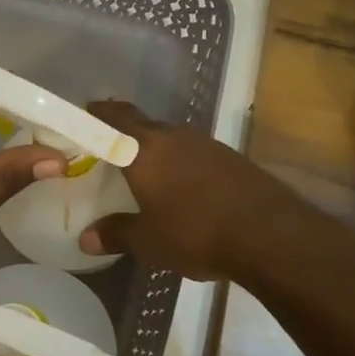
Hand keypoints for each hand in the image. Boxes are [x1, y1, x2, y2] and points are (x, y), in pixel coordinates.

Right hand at [76, 100, 307, 281]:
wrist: (269, 235)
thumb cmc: (195, 233)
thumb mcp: (148, 242)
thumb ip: (116, 234)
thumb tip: (86, 238)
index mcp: (145, 150)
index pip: (114, 119)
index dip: (97, 114)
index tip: (85, 114)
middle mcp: (175, 137)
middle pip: (143, 125)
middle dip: (124, 132)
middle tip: (109, 146)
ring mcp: (207, 145)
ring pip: (171, 139)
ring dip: (156, 149)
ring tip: (144, 170)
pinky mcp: (232, 159)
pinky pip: (194, 154)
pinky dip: (181, 164)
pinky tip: (182, 187)